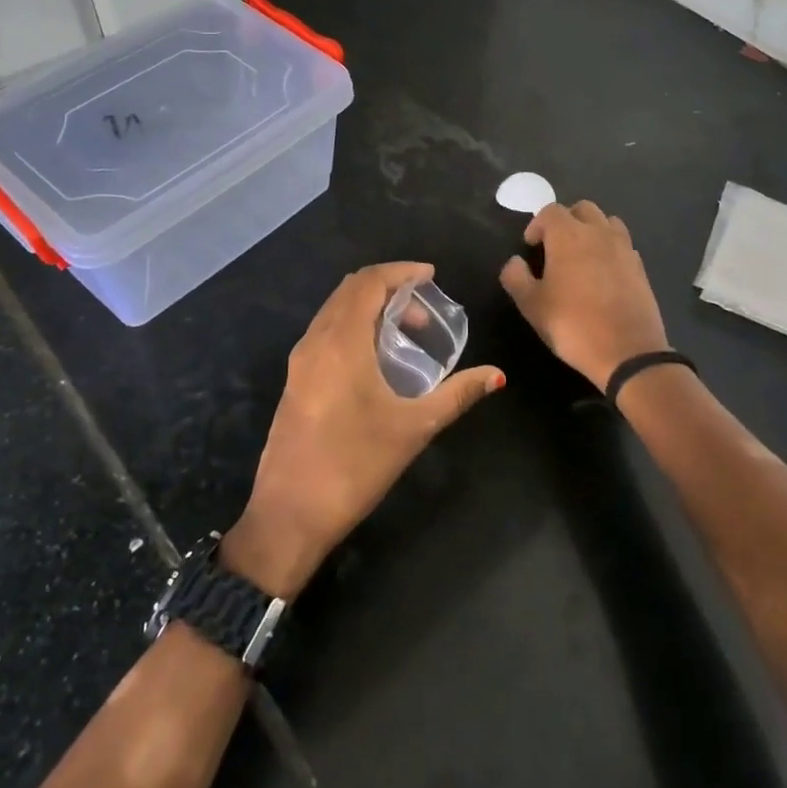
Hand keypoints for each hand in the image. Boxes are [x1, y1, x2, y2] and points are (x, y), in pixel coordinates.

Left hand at [223, 263, 503, 598]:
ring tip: (406, 333)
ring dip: (369, 308)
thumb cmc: (355, 465)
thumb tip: (497, 375)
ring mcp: (299, 362)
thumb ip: (457, 395)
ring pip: (334, 311)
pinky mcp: (294, 381)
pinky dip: (353, 327)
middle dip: (388, 288)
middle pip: (349, 290)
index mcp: (341, 342)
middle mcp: (315, 341)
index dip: (401, 271)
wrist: (289, 515)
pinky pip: (325, 333)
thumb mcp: (414, 428)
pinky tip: (376, 359)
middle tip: (423, 311)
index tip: (431, 276)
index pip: (368, 282)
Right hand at [499, 201, 669, 389]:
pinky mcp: (640, 266)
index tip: (530, 247)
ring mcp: (624, 247)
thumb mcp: (531, 305)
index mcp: (568, 235)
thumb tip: (515, 261)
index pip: (550, 211)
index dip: (537, 225)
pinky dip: (610, 248)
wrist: (628, 352)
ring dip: (591, 230)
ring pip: (607, 221)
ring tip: (581, 255)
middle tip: (555, 246)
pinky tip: (603, 273)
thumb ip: (516, 277)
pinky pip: (622, 244)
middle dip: (566, 221)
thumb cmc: (572, 325)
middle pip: (582, 209)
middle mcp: (598, 232)